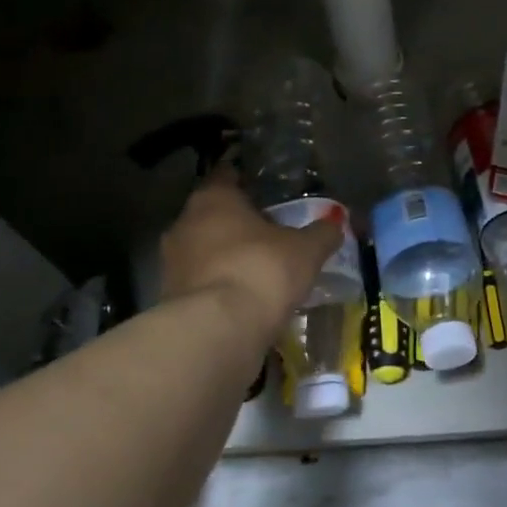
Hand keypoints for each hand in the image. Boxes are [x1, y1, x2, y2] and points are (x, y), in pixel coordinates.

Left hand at [160, 169, 343, 342]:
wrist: (217, 330)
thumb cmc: (261, 270)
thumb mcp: (306, 251)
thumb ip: (322, 234)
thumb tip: (336, 223)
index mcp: (214, 198)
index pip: (227, 175)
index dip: (245, 179)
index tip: (264, 188)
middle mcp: (185, 222)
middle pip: (213, 214)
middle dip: (237, 222)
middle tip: (269, 231)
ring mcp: (172, 261)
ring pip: (204, 249)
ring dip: (227, 256)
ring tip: (258, 268)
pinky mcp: (170, 297)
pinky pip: (201, 281)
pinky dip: (220, 284)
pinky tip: (243, 296)